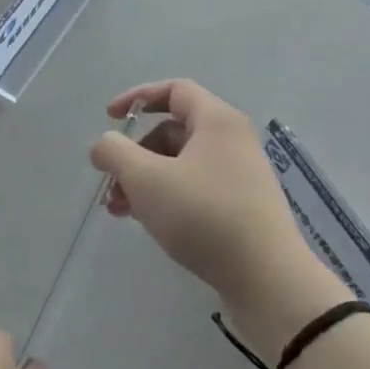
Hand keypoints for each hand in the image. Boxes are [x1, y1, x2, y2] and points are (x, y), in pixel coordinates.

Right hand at [90, 80, 348, 352]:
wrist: (265, 278)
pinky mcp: (241, 207)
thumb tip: (104, 145)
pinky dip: (165, 197)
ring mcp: (240, 176)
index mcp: (217, 122)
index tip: (109, 117)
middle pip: (172, 131)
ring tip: (119, 211)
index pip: (174, 90)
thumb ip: (114, 152)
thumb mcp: (145, 179)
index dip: (137, 97)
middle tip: (111, 183)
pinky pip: (194, 188)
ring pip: (179, 164)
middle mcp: (232, 141)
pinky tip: (146, 223)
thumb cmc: (202, 216)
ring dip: (144, 180)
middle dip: (134, 154)